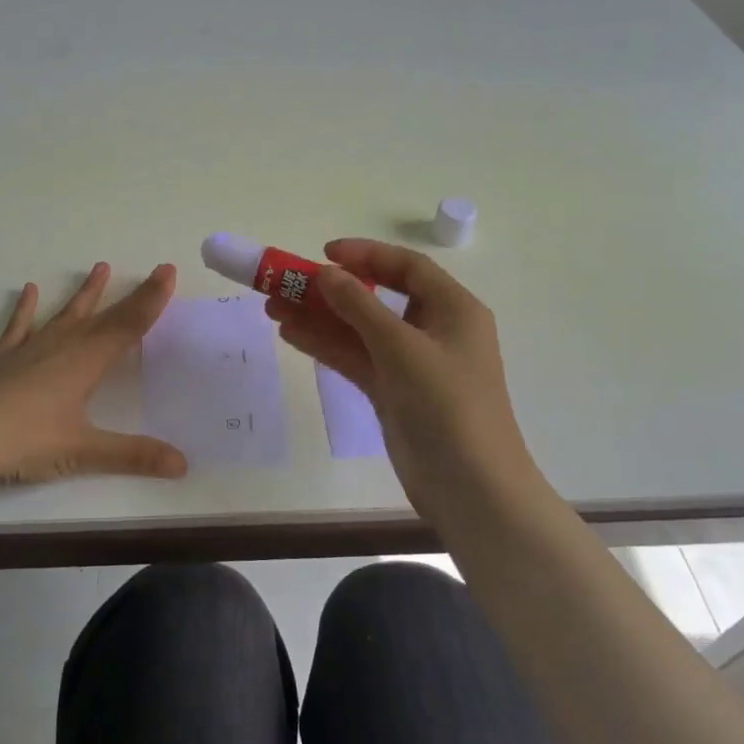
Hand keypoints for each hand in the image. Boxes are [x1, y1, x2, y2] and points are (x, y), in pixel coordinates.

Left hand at [0, 262, 188, 491]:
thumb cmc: (27, 442)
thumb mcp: (84, 452)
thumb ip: (134, 455)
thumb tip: (183, 465)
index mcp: (86, 362)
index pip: (128, 326)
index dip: (151, 300)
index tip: (167, 271)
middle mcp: (63, 346)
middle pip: (105, 317)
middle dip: (133, 296)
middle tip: (154, 271)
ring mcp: (31, 349)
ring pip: (66, 314)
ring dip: (86, 294)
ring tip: (100, 267)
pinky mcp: (4, 359)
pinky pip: (20, 326)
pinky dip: (26, 309)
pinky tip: (30, 290)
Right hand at [265, 239, 546, 525]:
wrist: (471, 489)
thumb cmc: (447, 405)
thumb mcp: (401, 347)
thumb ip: (359, 306)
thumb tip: (325, 273)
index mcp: (453, 309)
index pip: (407, 267)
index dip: (365, 255)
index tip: (324, 253)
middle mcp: (433, 330)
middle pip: (377, 297)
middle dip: (332, 290)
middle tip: (287, 283)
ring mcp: (411, 364)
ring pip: (359, 330)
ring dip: (320, 318)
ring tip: (273, 307)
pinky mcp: (393, 392)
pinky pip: (355, 358)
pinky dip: (326, 346)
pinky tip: (291, 334)